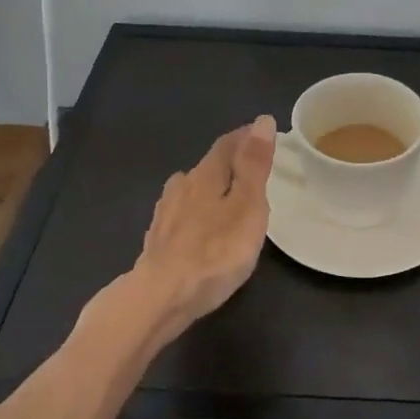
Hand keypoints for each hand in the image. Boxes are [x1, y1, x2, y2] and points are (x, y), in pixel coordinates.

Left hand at [128, 116, 276, 342]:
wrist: (161, 298)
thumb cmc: (215, 252)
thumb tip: (262, 121)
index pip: (227, 144)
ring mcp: (165, 214)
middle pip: (208, 166)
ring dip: (209, 187)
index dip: (245, 136)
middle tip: (250, 167)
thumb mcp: (247, 205)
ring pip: (191, 190)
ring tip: (226, 196)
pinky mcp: (157, 241)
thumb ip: (254, 165)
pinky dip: (195, 213)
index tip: (262, 132)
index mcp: (205, 175)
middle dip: (229, 162)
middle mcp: (181, 187)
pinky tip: (198, 227)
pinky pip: (181, 215)